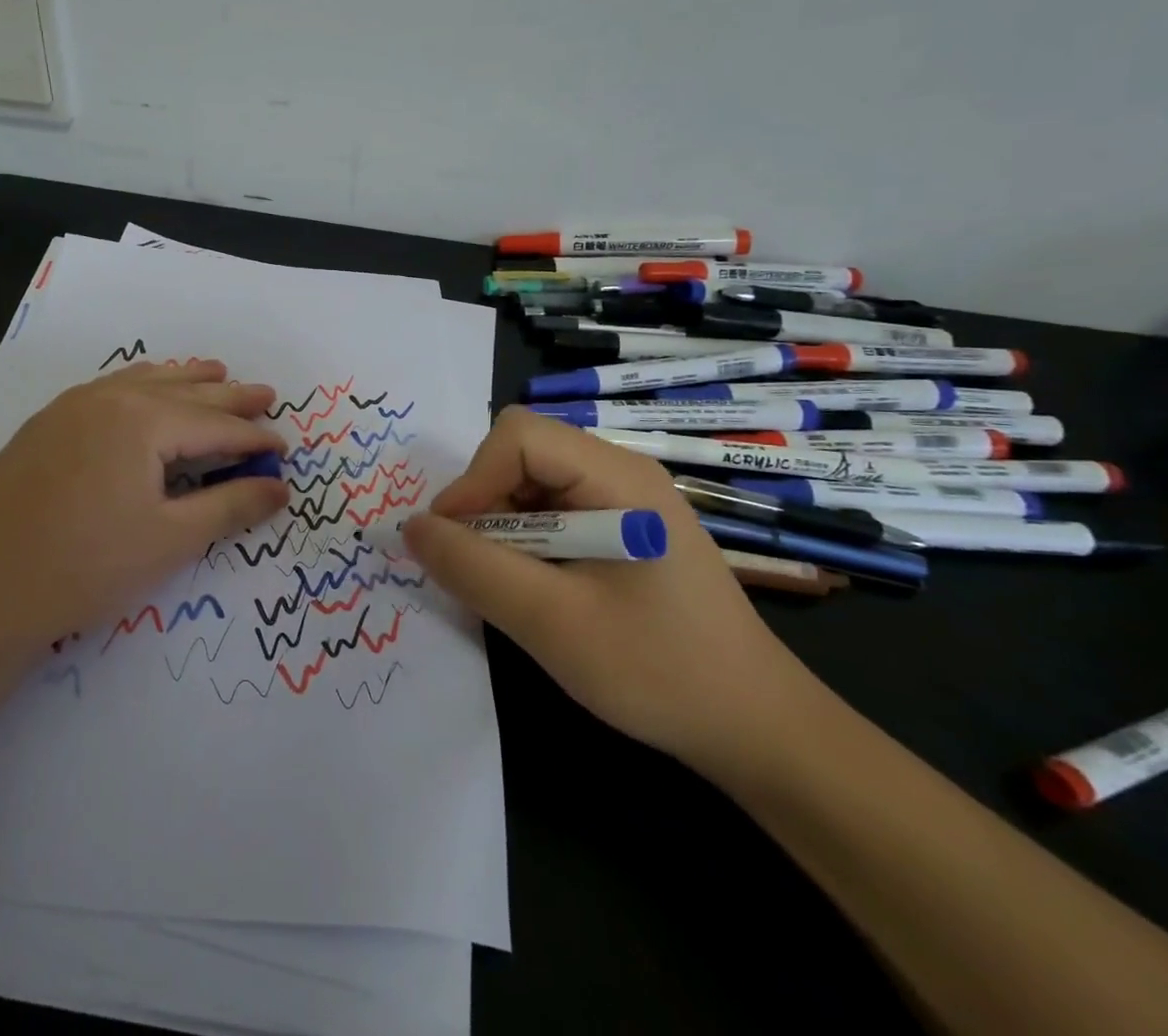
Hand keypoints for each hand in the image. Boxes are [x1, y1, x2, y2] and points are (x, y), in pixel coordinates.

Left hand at [0, 360, 290, 661]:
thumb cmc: (85, 567)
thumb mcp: (170, 541)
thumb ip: (231, 507)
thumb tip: (279, 487)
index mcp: (143, 420)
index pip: (214, 425)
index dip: (254, 437)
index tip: (283, 448)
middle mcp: (109, 399)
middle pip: (184, 392)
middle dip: (229, 396)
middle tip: (265, 394)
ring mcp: (71, 407)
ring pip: (143, 382)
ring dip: (185, 380)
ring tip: (215, 373)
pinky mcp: (46, 425)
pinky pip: (110, 390)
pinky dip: (142, 387)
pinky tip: (146, 391)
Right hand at [400, 408, 817, 777]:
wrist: (757, 731)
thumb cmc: (659, 672)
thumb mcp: (552, 623)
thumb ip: (473, 568)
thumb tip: (411, 527)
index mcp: (618, 477)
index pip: (519, 436)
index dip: (473, 480)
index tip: (453, 541)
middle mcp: (621, 473)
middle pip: (521, 452)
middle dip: (484, 504)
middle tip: (478, 567)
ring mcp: (624, 500)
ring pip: (530, 482)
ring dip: (501, 526)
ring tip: (506, 584)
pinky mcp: (622, 529)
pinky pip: (551, 510)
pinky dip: (523, 541)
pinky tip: (534, 587)